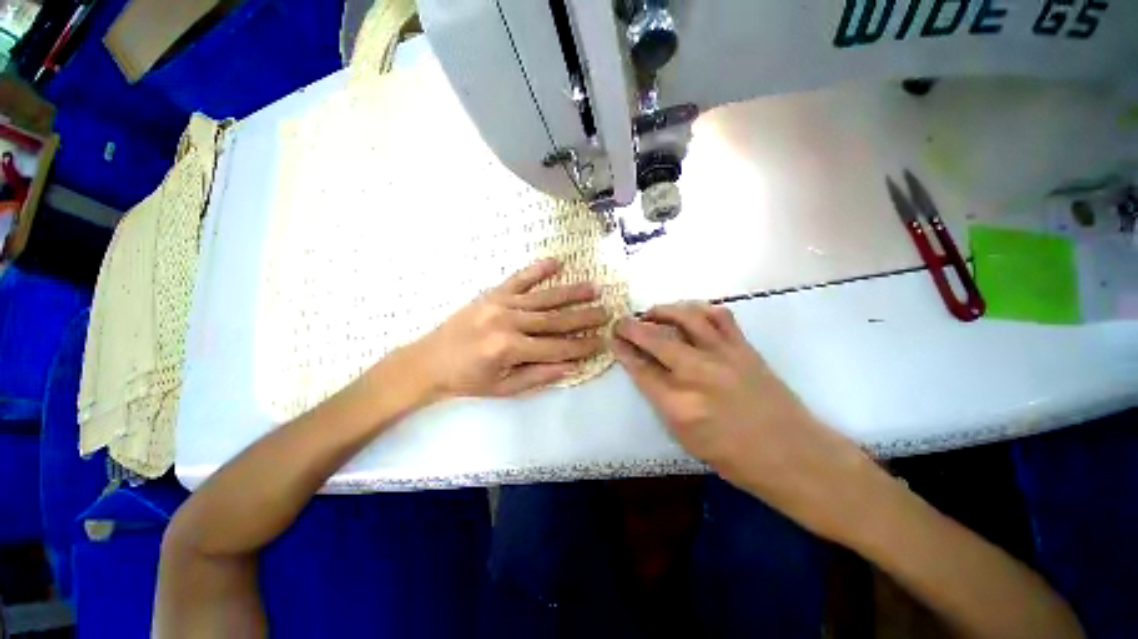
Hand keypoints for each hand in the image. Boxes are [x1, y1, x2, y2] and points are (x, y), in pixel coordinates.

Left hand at [411, 258, 608, 397]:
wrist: (429, 360)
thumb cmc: (468, 380)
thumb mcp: (504, 388)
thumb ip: (539, 376)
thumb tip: (572, 365)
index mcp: (509, 349)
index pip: (556, 347)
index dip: (582, 346)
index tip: (603, 341)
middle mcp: (508, 322)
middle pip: (555, 319)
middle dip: (584, 317)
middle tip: (607, 312)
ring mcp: (500, 303)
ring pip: (543, 298)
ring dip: (571, 292)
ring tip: (594, 288)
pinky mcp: (492, 294)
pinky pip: (519, 279)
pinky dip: (538, 269)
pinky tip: (556, 262)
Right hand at [613, 303, 876, 541]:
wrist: (793, 455)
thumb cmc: (735, 458)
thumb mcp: (685, 437)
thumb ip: (661, 400)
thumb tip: (644, 371)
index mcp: (679, 405)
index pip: (640, 368)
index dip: (623, 350)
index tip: (613, 339)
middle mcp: (698, 373)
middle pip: (656, 338)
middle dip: (632, 326)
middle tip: (621, 321)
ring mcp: (724, 355)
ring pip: (686, 317)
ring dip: (663, 310)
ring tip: (652, 312)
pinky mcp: (744, 347)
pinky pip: (719, 315)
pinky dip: (699, 308)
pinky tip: (689, 313)